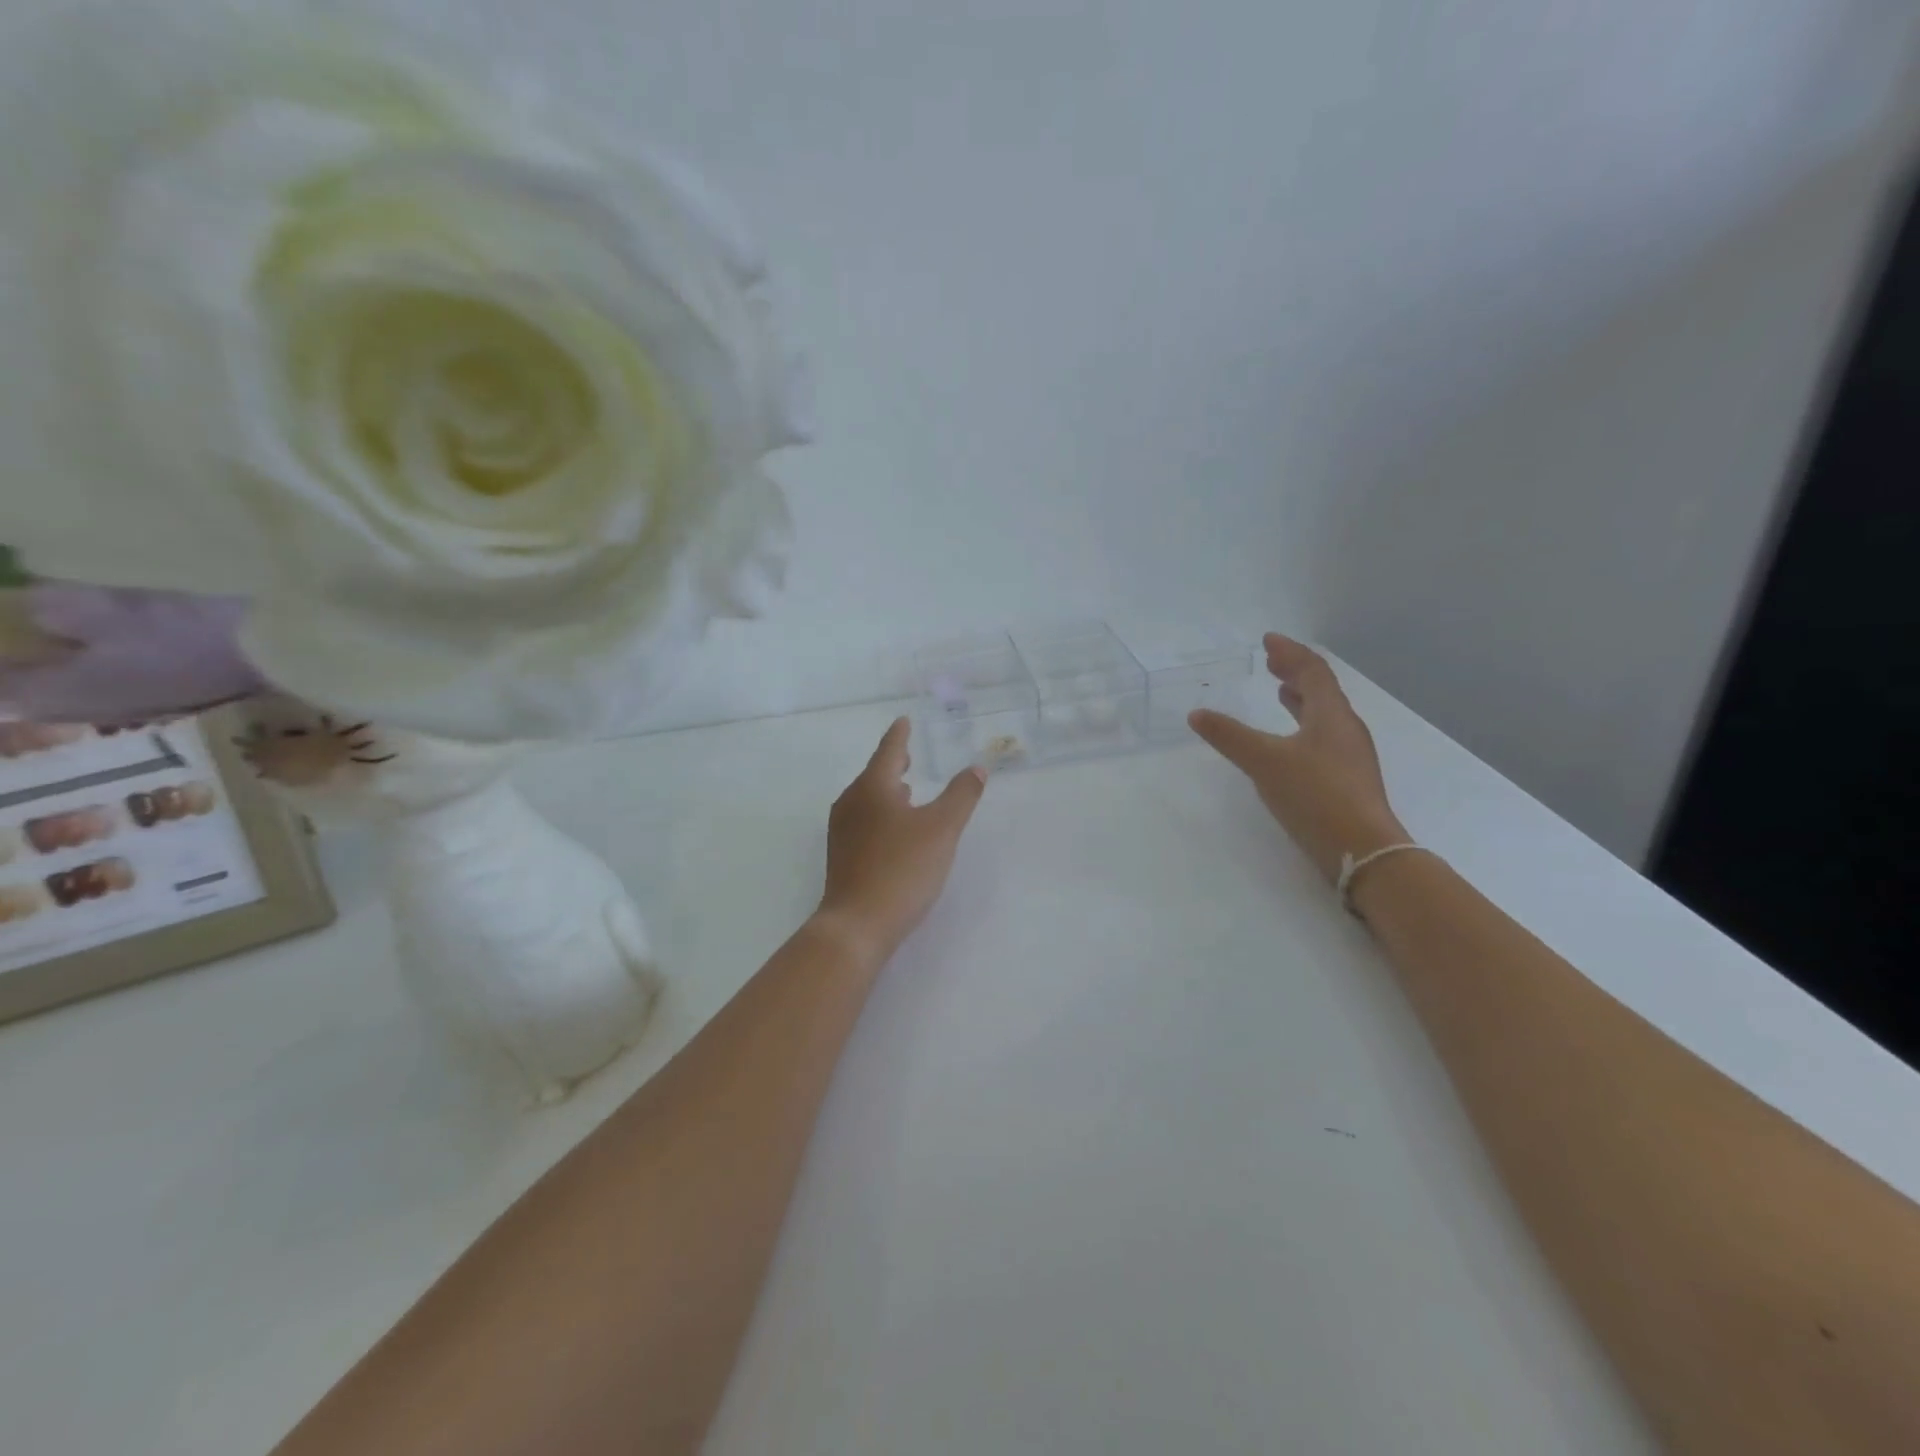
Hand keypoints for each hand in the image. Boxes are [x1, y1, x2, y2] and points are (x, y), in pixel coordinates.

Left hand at [816, 717, 987, 964]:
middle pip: (874, 774)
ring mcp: (842, 831)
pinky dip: (881, 813)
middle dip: (892, 763)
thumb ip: (961, 796)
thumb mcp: (942, 829)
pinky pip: (863, 821)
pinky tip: (894, 829)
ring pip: (867, 799)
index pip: (888, 751)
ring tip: (906, 789)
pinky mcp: (842, 856)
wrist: (857, 924)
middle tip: (907, 753)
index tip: (903, 721)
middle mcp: (851, 803)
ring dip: (887, 790)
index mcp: (872, 788)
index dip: (899, 736)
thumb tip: (976, 769)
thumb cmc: (901, 869)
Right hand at [1189, 634, 1406, 883]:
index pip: (1313, 671)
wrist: (1361, 849)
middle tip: (1272, 661)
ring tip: (1281, 693)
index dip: (1290, 653)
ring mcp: (1349, 756)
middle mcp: (1345, 729)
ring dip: (1301, 699)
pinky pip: (1323, 737)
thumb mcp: (1265, 762)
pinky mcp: (1346, 780)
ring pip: (1324, 715)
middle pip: (1322, 690)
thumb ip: (1230, 736)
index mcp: (1331, 715)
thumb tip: (1197, 714)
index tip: (1268, 640)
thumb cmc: (1315, 795)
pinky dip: (1303, 726)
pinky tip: (1290, 742)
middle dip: (1295, 672)